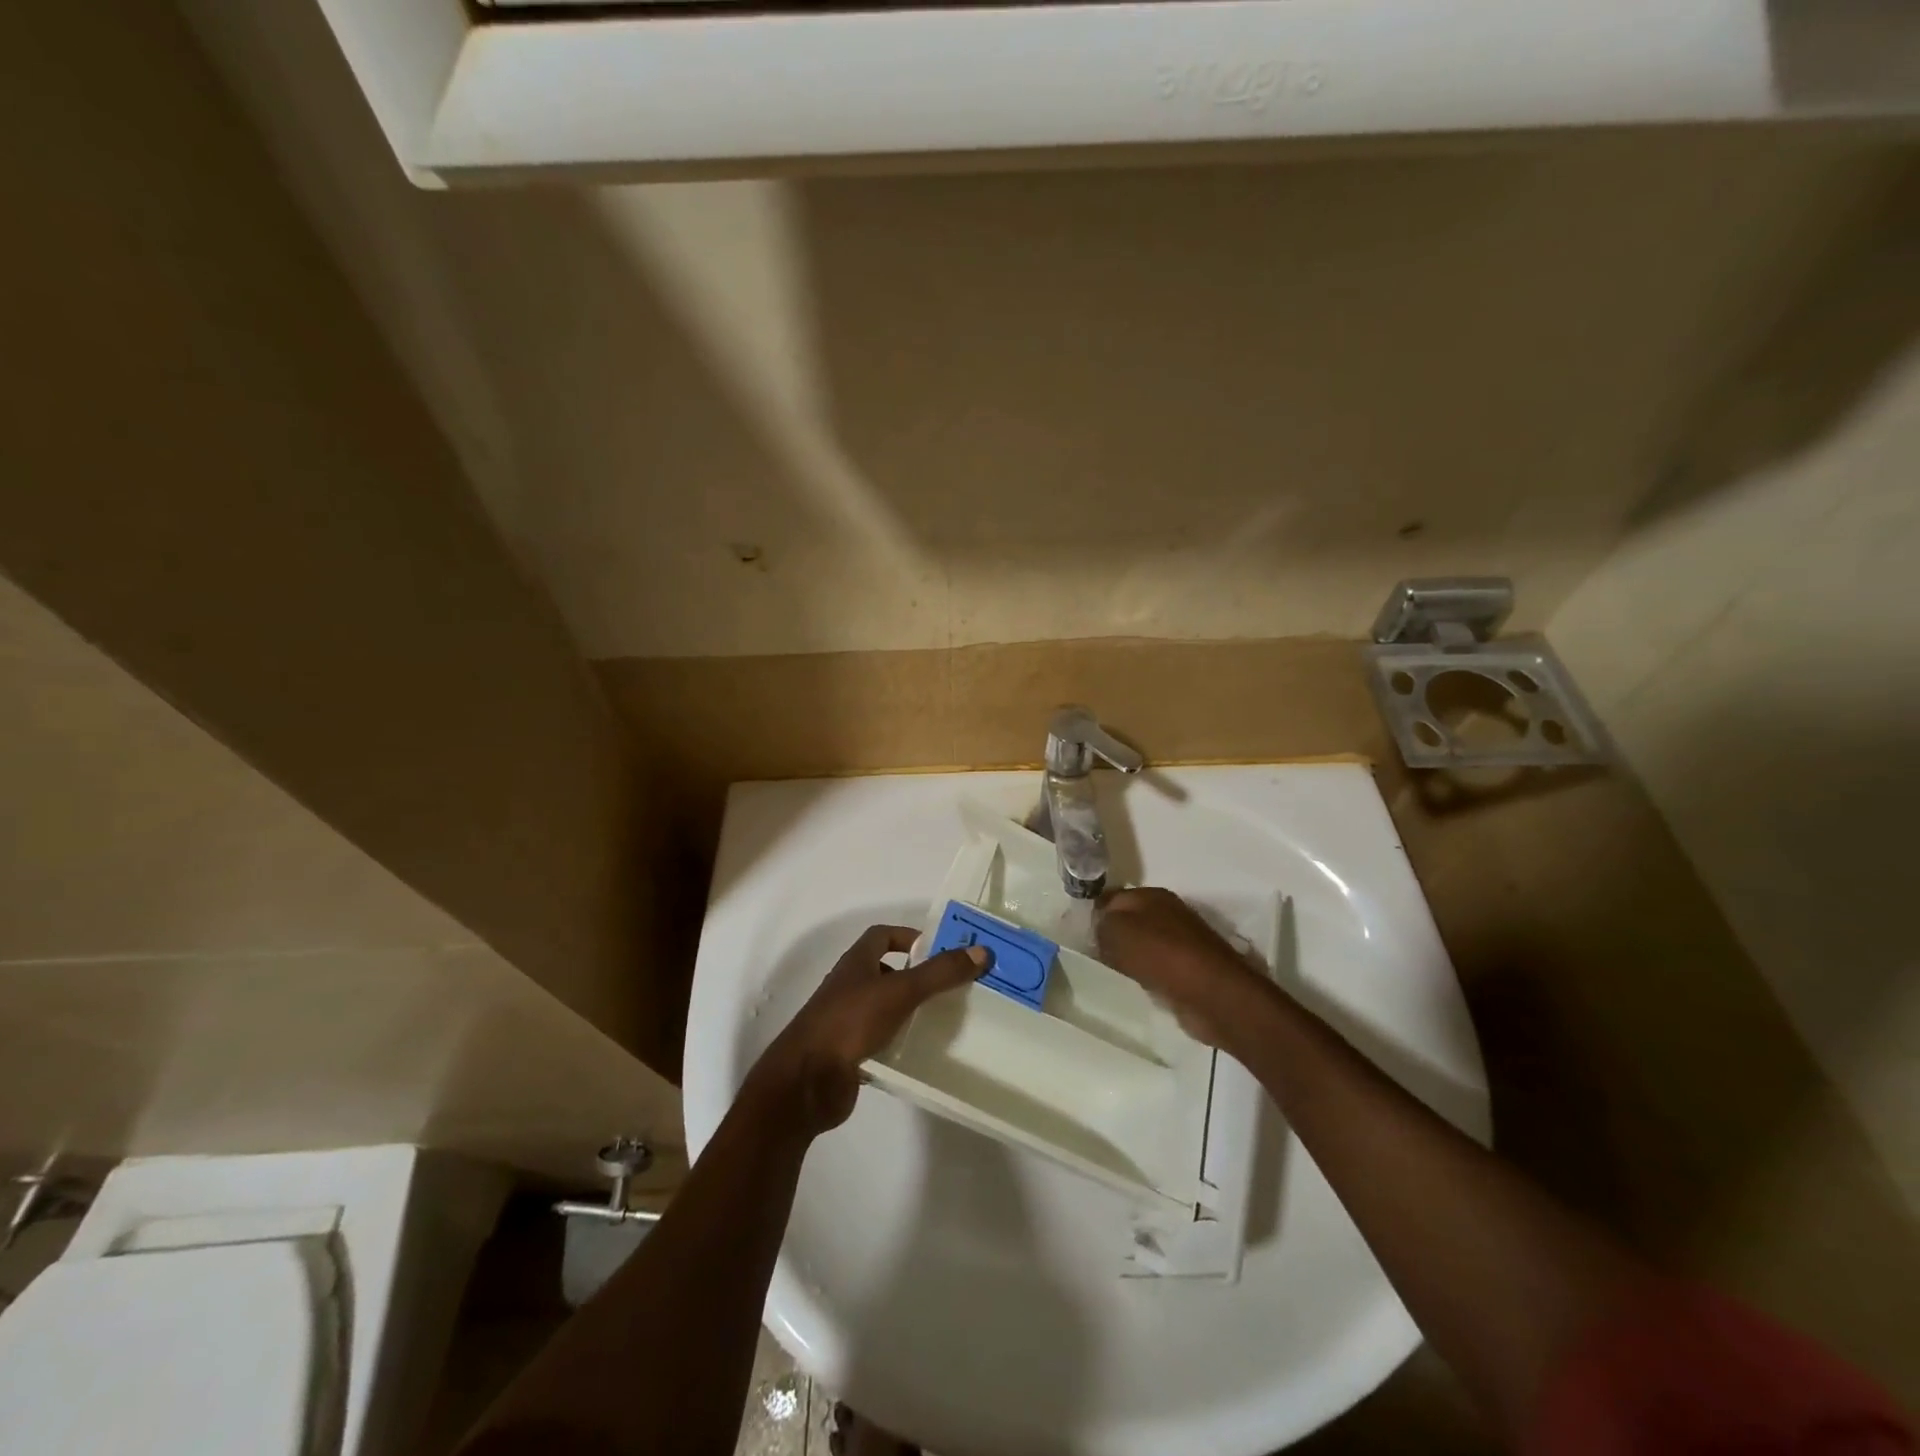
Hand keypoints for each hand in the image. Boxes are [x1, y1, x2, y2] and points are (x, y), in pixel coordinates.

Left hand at [750, 926, 987, 1135]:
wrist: (806, 1081)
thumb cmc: (850, 1022)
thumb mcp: (900, 991)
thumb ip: (940, 972)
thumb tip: (982, 951)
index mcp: (855, 962)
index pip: (882, 936)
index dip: (909, 936)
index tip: (940, 948)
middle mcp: (849, 987)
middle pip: (885, 971)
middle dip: (916, 976)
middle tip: (952, 986)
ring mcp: (846, 1021)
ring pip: (884, 1008)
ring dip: (910, 1011)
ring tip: (945, 1019)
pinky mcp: (848, 1054)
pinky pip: (880, 1041)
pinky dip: (900, 1044)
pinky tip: (923, 1053)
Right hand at [1096, 887, 1274, 1052]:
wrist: (1211, 993)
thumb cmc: (1160, 954)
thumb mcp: (1116, 930)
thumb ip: (1100, 922)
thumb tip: (1098, 925)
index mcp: (1150, 895)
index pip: (1112, 897)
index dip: (1093, 912)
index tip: (1076, 932)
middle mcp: (1168, 912)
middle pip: (1128, 920)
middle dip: (1110, 936)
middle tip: (1090, 954)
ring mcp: (1182, 941)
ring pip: (1142, 944)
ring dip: (1127, 957)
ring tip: (1108, 971)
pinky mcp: (1189, 969)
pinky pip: (1156, 967)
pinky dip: (1145, 975)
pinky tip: (1134, 985)